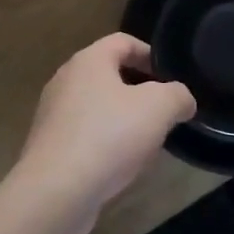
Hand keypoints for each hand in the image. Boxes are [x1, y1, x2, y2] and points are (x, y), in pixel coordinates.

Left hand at [15, 34, 195, 209]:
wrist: (56, 191)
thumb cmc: (108, 136)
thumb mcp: (158, 108)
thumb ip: (178, 95)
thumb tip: (182, 100)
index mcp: (89, 60)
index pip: (124, 41)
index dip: (151, 54)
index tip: (172, 78)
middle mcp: (66, 80)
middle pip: (110, 74)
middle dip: (141, 90)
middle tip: (165, 110)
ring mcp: (54, 113)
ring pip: (98, 106)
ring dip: (124, 118)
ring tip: (149, 140)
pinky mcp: (50, 145)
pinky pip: (86, 133)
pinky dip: (106, 141)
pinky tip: (122, 164)